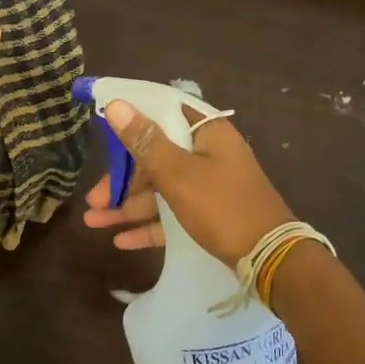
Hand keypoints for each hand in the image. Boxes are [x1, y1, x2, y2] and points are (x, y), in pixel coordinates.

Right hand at [83, 101, 294, 265]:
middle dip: (122, 180)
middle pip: (156, 157)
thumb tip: (118, 104)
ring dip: (128, 206)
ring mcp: (210, 186)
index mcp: (207, 133)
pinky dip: (149, 225)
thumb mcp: (179, 174)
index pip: (162, 113)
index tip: (101, 125)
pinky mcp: (210, 215)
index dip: (131, 118)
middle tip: (93, 200)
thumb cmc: (223, 207)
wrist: (271, 260)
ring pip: (161, 189)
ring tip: (94, 222)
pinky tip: (122, 241)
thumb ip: (145, 141)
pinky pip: (173, 215)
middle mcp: (209, 154)